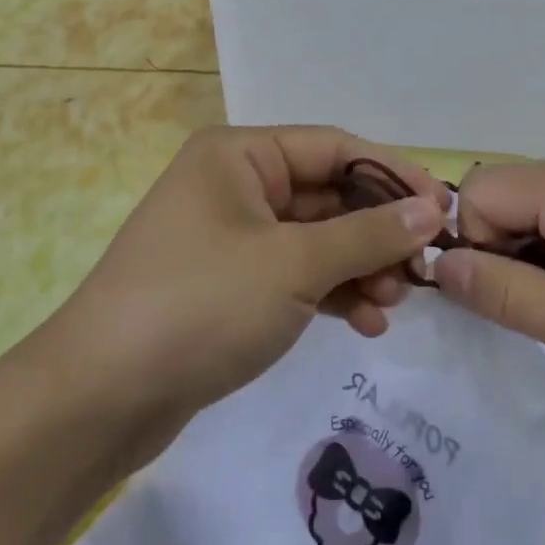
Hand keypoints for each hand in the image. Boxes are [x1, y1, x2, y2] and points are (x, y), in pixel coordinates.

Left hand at [31, 127, 447, 464]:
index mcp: (240, 155)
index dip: (393, 176)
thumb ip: (367, 234)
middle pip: (327, 195)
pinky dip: (331, 292)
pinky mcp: (230, 284)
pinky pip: (295, 274)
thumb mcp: (293, 264)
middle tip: (421, 272)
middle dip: (376, 232)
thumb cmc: (200, 305)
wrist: (100, 397)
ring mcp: (231, 236)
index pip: (335, 148)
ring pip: (315, 239)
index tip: (445, 211)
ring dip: (359, 266)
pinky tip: (365, 323)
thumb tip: (432, 208)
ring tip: (394, 304)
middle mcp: (235, 184)